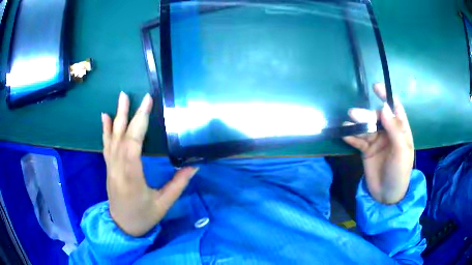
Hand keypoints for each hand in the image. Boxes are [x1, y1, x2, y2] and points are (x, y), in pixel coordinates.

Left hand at [101, 92, 197, 236]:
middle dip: (131, 114)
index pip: (132, 145)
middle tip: (138, 95)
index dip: (139, 122)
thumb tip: (194, 165)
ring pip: (112, 138)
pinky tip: (104, 116)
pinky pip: (106, 146)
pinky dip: (105, 130)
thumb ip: (178, 184)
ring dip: (117, 116)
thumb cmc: (144, 217)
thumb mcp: (163, 204)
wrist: (122, 227)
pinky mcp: (109, 168)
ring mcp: (110, 167)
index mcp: (131, 178)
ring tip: (121, 97)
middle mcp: (117, 169)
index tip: (147, 103)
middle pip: (122, 137)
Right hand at [343, 83, 413, 203]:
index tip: (376, 87)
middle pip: (377, 117)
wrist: (386, 196)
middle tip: (354, 114)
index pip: (395, 108)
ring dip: (357, 125)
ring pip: (366, 127)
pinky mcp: (366, 150)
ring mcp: (377, 141)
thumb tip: (384, 107)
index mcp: (401, 131)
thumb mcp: (402, 151)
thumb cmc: (399, 172)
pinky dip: (351, 136)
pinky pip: (358, 140)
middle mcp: (388, 132)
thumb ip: (395, 129)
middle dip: (366, 115)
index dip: (386, 96)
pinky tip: (345, 134)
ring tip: (347, 124)